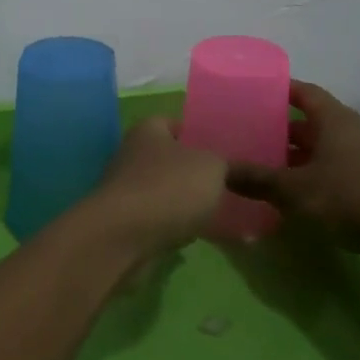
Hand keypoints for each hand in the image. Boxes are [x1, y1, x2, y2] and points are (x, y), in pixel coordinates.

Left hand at [78, 117, 227, 259]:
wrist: (123, 237)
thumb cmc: (169, 188)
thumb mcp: (212, 168)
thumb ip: (229, 165)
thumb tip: (236, 168)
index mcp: (148, 130)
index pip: (174, 123)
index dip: (198, 134)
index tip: (224, 151)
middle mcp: (131, 155)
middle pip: (169, 159)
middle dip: (194, 172)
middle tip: (227, 185)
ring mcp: (125, 190)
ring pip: (163, 191)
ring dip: (184, 201)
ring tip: (216, 212)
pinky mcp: (124, 222)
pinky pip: (157, 219)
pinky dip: (173, 225)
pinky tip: (194, 235)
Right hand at [226, 82, 359, 249]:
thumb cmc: (347, 199)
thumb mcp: (292, 189)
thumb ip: (255, 178)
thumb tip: (218, 171)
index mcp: (334, 120)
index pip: (303, 92)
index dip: (278, 90)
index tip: (250, 93)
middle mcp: (348, 133)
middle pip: (308, 123)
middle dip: (278, 128)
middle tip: (245, 134)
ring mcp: (359, 160)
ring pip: (317, 150)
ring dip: (291, 157)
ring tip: (258, 165)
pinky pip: (328, 172)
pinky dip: (306, 177)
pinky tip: (284, 194)